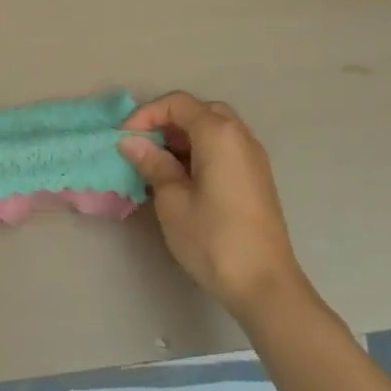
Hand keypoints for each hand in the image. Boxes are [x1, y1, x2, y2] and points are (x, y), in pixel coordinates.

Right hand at [118, 92, 305, 319]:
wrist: (266, 286)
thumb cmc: (214, 239)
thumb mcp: (172, 200)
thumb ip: (152, 163)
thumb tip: (131, 141)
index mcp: (219, 133)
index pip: (177, 104)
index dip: (146, 114)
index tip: (125, 139)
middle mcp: (240, 136)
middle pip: (199, 111)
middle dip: (167, 122)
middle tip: (144, 146)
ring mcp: (253, 157)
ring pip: (214, 128)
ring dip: (184, 137)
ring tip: (159, 163)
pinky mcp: (257, 178)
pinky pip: (225, 147)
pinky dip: (201, 150)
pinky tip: (184, 178)